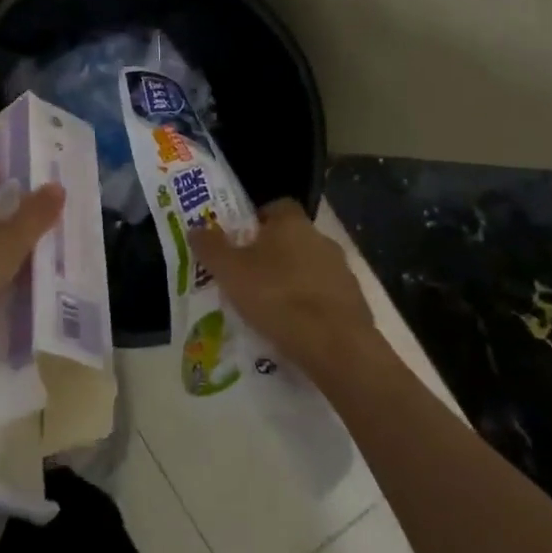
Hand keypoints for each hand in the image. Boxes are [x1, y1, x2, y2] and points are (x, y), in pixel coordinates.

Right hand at [192, 201, 379, 379]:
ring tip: (270, 307)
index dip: (257, 219)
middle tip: (249, 276)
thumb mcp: (230, 271)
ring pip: (310, 268)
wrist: (336, 346)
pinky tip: (294, 328)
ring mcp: (342, 272)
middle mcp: (321, 239)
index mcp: (292, 223)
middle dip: (273, 253)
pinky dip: (311, 307)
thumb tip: (196, 228)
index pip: (276, 206)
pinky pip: (325, 297)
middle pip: (293, 238)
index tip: (240, 240)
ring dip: (293, 281)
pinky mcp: (355, 303)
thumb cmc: (277, 296)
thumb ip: (210, 247)